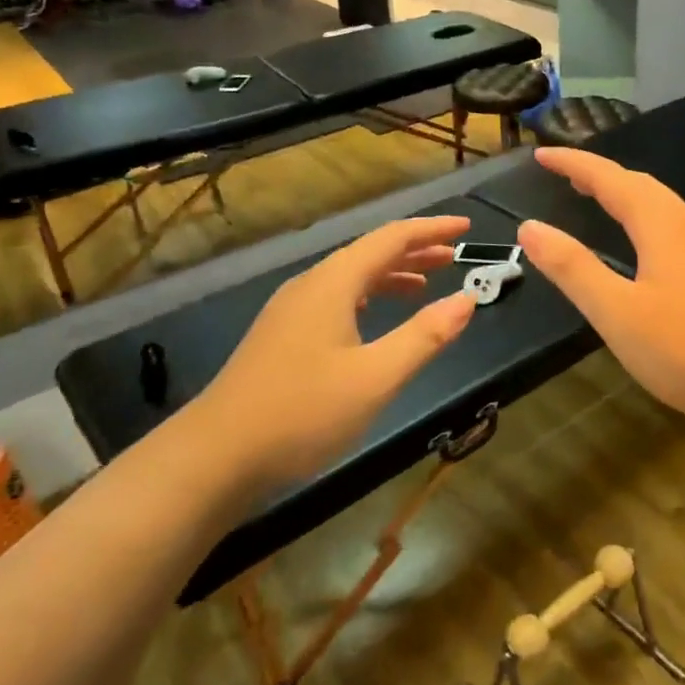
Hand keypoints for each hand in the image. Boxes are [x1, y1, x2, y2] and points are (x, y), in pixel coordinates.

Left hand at [190, 217, 477, 494]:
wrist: (217, 455)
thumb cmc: (303, 413)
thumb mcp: (376, 377)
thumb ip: (424, 336)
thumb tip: (467, 300)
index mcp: (333, 283)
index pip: (391, 238)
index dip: (431, 229)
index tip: (466, 228)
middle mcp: (310, 285)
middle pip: (369, 253)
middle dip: (415, 250)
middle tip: (454, 256)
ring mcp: (291, 310)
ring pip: (350, 277)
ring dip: (391, 275)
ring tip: (426, 285)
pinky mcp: (282, 335)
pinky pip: (335, 299)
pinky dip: (367, 298)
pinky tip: (375, 319)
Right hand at [516, 148, 684, 437]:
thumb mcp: (616, 311)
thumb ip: (572, 267)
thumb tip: (529, 226)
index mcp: (662, 224)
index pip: (610, 178)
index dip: (574, 163)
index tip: (541, 155)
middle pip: (639, 184)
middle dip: (598, 173)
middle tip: (563, 174)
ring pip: (660, 205)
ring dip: (623, 193)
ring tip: (594, 198)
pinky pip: (672, 226)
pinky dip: (642, 218)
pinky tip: (640, 244)